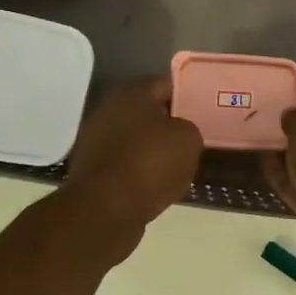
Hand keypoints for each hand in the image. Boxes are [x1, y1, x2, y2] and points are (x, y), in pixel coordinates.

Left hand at [62, 78, 203, 252]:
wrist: (105, 210)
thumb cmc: (150, 164)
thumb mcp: (189, 140)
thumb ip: (189, 128)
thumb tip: (179, 133)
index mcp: (133, 93)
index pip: (166, 84)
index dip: (187, 97)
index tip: (203, 113)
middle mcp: (110, 109)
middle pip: (148, 112)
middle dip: (169, 124)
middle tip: (192, 140)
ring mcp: (96, 140)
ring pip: (135, 139)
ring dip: (153, 149)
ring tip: (178, 166)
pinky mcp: (92, 169)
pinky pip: (125, 163)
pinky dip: (139, 171)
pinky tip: (156, 185)